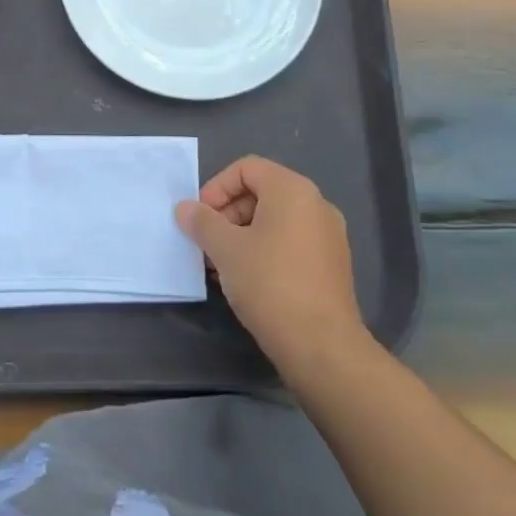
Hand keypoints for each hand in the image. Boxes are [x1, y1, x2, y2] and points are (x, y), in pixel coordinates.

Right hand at [175, 156, 369, 377]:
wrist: (322, 346)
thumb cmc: (269, 283)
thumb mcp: (225, 248)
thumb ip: (201, 222)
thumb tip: (185, 209)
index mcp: (293, 190)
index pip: (246, 168)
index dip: (216, 187)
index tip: (201, 218)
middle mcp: (316, 205)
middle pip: (261, 193)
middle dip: (227, 214)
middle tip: (206, 243)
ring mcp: (328, 237)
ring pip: (274, 222)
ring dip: (241, 236)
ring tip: (220, 265)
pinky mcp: (331, 266)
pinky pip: (289, 244)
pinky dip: (263, 252)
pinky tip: (244, 280)